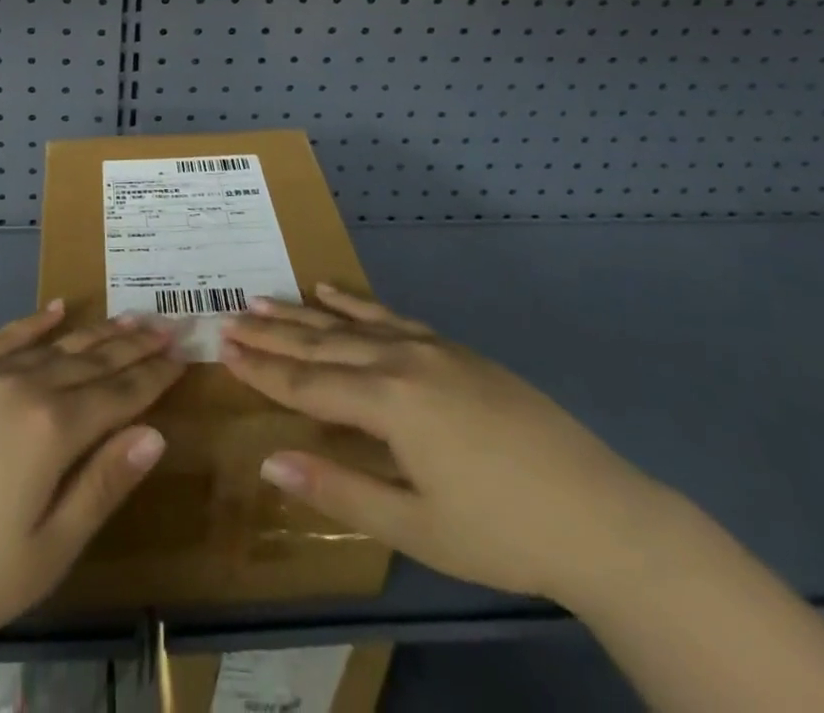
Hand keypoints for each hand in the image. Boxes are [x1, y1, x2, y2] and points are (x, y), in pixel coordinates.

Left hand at [0, 301, 183, 657]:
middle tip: (166, 325)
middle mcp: (25, 387)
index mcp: (54, 430)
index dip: (154, 375)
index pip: (119, 393)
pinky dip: (33, 321)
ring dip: (95, 331)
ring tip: (127, 316)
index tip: (182, 353)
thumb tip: (156, 434)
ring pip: (54, 344)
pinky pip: (2, 337)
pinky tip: (56, 307)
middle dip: (133, 344)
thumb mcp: (48, 552)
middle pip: (92, 360)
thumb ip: (104, 485)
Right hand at [222, 284, 666, 604]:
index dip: (263, 369)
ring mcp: (430, 349)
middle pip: (322, 344)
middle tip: (229, 318)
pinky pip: (392, 316)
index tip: (222, 347)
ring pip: (351, 324)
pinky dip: (355, 303)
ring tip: (262, 298)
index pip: (308, 383)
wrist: (601, 515)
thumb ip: (338, 488)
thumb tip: (269, 463)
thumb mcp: (415, 526)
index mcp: (389, 403)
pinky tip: (331, 291)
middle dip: (272, 335)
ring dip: (303, 313)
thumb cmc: (502, 532)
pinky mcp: (453, 349)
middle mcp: (401, 362)